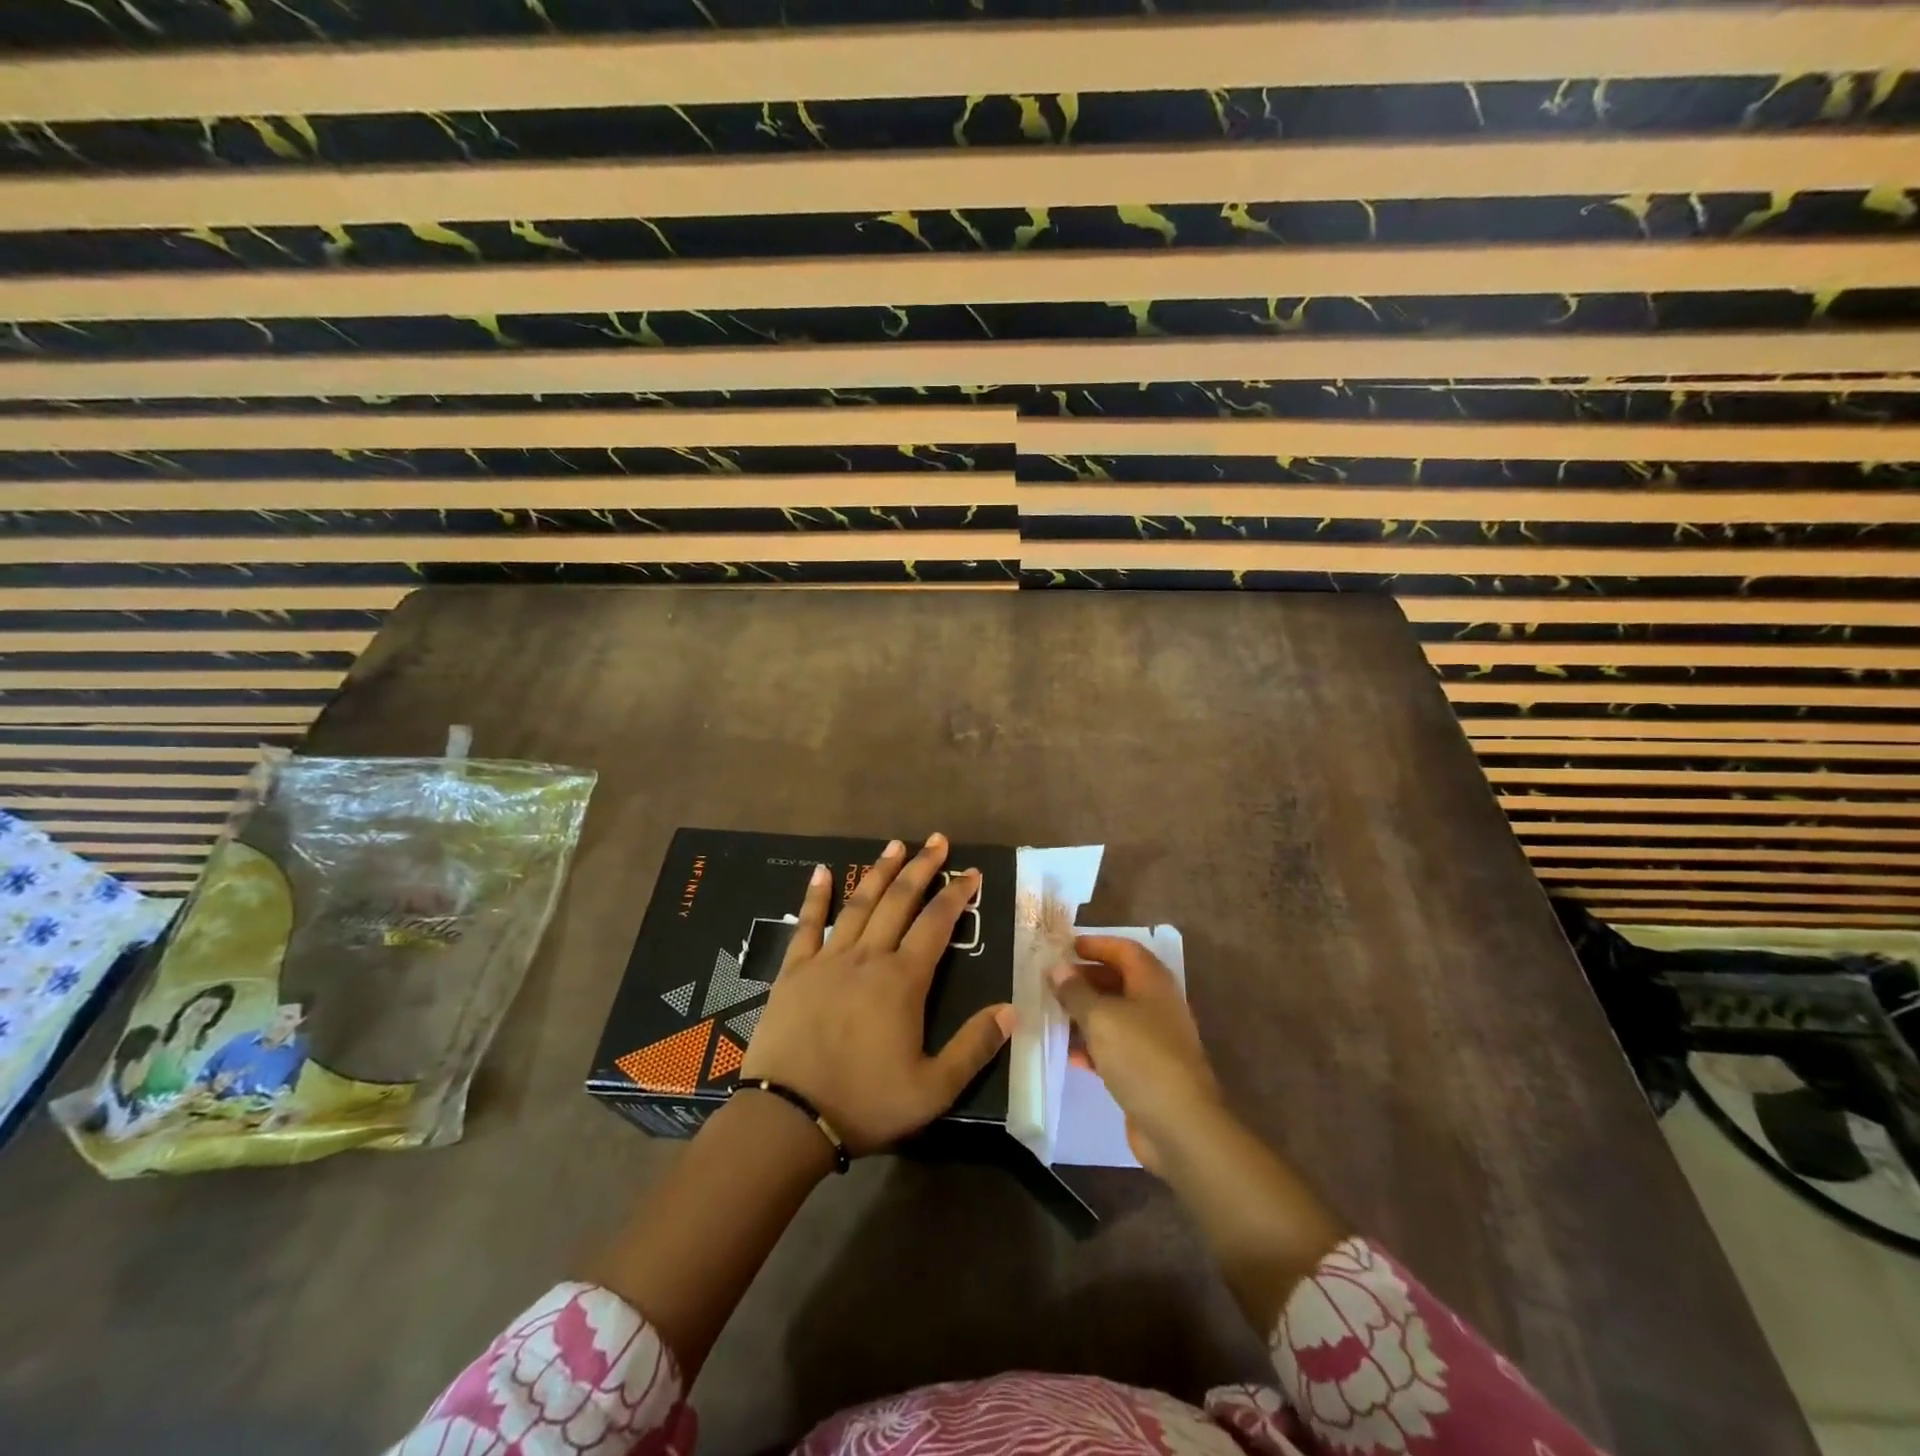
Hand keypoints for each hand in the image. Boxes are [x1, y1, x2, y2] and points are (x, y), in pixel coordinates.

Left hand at [740, 833, 1012, 1155]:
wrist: (788, 1118)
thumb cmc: (865, 1103)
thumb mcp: (932, 1089)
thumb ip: (973, 1047)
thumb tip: (1011, 1010)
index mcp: (903, 981)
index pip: (936, 924)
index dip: (956, 894)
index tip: (970, 872)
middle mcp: (868, 958)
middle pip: (899, 901)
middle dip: (921, 867)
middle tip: (936, 840)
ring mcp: (828, 960)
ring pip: (859, 904)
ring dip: (879, 872)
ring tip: (894, 845)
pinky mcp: (794, 971)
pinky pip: (807, 925)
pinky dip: (816, 896)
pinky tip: (821, 872)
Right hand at [1049, 934, 1223, 1174]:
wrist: (1180, 1125)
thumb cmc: (1140, 1056)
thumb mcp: (1100, 1017)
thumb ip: (1076, 992)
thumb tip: (1058, 969)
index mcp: (1152, 982)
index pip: (1124, 949)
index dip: (1096, 945)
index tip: (1066, 948)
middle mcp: (1158, 1005)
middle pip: (1120, 981)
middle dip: (1086, 979)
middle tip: (1054, 983)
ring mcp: (1156, 1039)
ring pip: (1116, 1015)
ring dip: (1087, 1014)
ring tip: (1055, 1016)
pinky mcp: (1149, 1070)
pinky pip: (1118, 1047)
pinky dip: (1095, 1046)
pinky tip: (1073, 1055)